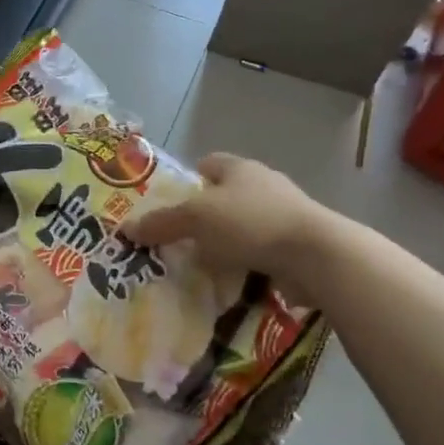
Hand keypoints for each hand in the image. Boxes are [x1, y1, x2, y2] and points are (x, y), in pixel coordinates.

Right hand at [125, 154, 335, 295]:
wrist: (317, 256)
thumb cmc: (250, 223)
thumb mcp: (196, 219)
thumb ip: (162, 223)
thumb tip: (126, 228)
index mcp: (240, 168)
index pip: (208, 163)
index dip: (187, 180)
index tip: (169, 205)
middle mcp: (264, 185)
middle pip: (225, 197)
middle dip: (203, 217)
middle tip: (177, 239)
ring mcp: (285, 216)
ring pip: (243, 226)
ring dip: (225, 243)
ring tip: (200, 264)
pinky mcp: (298, 246)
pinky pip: (261, 252)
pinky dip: (245, 264)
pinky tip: (229, 281)